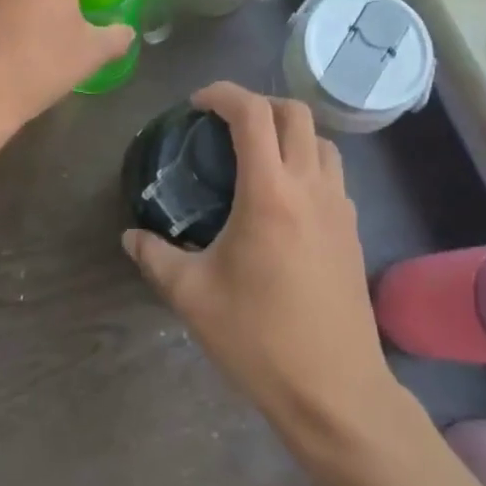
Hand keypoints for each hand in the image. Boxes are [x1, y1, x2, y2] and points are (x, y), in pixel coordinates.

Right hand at [123, 83, 395, 433]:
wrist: (336, 391)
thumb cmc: (260, 339)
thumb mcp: (193, 297)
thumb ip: (156, 258)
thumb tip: (131, 237)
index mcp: (270, 193)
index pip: (252, 113)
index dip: (223, 94)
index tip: (196, 104)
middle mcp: (310, 187)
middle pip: (295, 112)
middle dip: (259, 103)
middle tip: (226, 124)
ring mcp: (340, 207)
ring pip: (321, 140)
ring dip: (289, 131)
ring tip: (257, 155)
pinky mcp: (354, 230)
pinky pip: (333, 173)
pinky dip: (307, 162)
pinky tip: (284, 197)